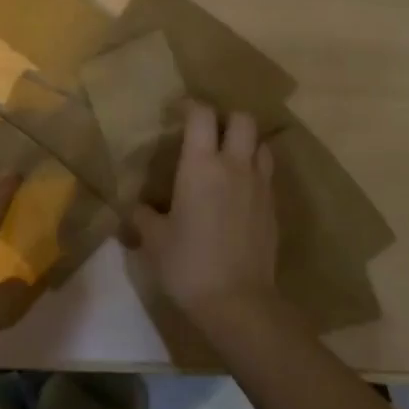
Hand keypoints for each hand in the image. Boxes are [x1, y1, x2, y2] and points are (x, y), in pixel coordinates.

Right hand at [128, 103, 279, 327]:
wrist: (238, 303)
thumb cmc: (188, 265)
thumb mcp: (153, 239)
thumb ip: (142, 215)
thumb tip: (136, 206)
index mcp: (201, 165)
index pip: (202, 114)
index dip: (189, 105)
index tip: (176, 112)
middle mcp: (235, 166)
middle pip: (242, 119)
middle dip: (225, 118)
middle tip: (207, 133)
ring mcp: (260, 186)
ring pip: (261, 144)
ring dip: (245, 142)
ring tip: (227, 158)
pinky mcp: (273, 208)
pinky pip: (266, 174)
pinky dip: (254, 170)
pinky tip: (238, 191)